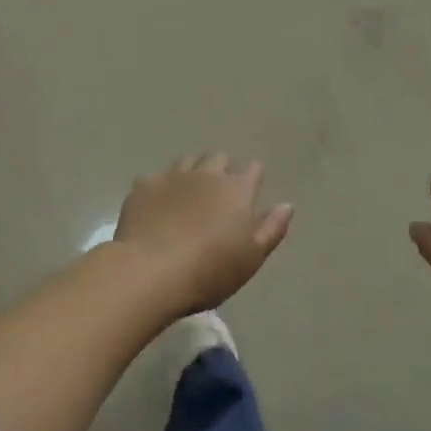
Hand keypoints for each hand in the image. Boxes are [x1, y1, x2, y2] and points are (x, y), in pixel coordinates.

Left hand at [113, 153, 292, 314]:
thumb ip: (272, 229)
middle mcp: (207, 173)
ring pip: (188, 161)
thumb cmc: (209, 271)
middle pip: (219, 158)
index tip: (249, 193)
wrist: (150, 272)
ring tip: (188, 195)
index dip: (252, 178)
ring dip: (192, 172)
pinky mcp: (144, 186)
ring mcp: (173, 176)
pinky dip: (160, 187)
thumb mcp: (251, 258)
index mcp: (237, 189)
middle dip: (222, 170)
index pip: (253, 169)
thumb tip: (287, 205)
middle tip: (218, 196)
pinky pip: (156, 177)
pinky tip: (156, 206)